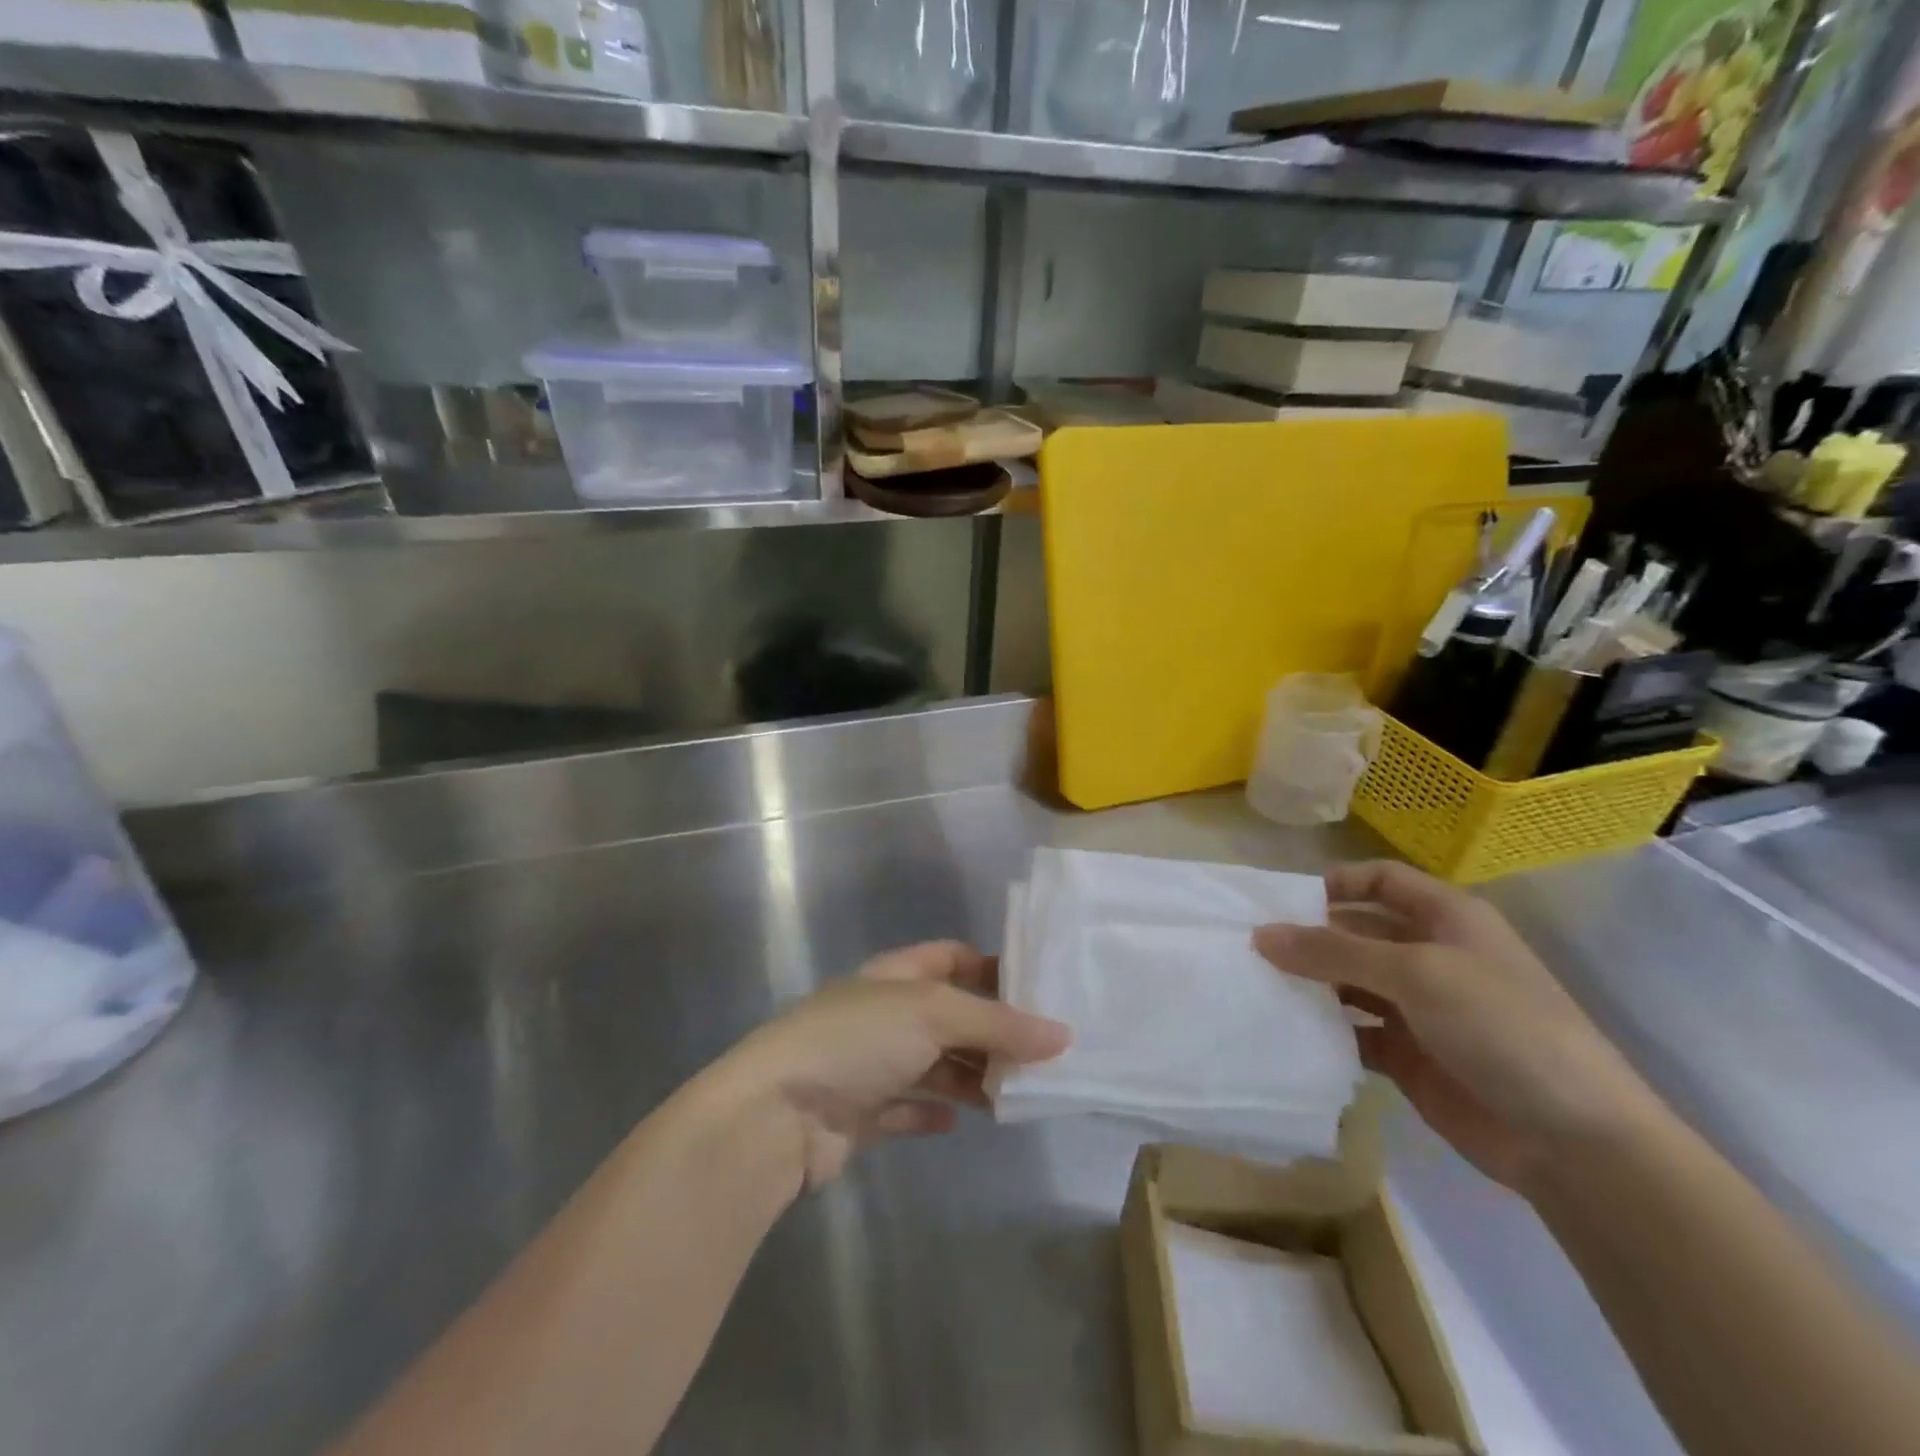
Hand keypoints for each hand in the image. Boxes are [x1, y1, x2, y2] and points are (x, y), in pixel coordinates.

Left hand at [718, 941, 1069, 1189]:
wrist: (777, 1115)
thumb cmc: (857, 1041)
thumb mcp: (933, 1014)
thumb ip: (998, 1024)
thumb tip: (1062, 1035)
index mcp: (895, 975)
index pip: (950, 957)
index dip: (990, 967)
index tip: (1037, 988)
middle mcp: (884, 1014)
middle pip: (949, 1015)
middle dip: (991, 1031)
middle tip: (1044, 1052)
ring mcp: (871, 1064)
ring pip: (935, 1064)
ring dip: (971, 1075)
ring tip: (1017, 1092)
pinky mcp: (861, 1113)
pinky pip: (909, 1106)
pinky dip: (935, 1109)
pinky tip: (961, 1118)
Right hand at [1253, 861, 1662, 1193]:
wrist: (1576, 1143)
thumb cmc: (1502, 1028)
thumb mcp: (1416, 974)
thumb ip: (1333, 951)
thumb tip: (1260, 935)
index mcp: (1446, 918)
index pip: (1379, 880)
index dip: (1334, 883)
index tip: (1279, 902)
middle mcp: (1431, 955)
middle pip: (1357, 931)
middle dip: (1309, 936)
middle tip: (1250, 947)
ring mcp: (1420, 1008)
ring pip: (1350, 982)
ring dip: (1311, 984)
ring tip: (1257, 986)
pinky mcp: (1409, 1055)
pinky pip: (1354, 1031)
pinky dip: (1325, 1030)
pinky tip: (1288, 1031)